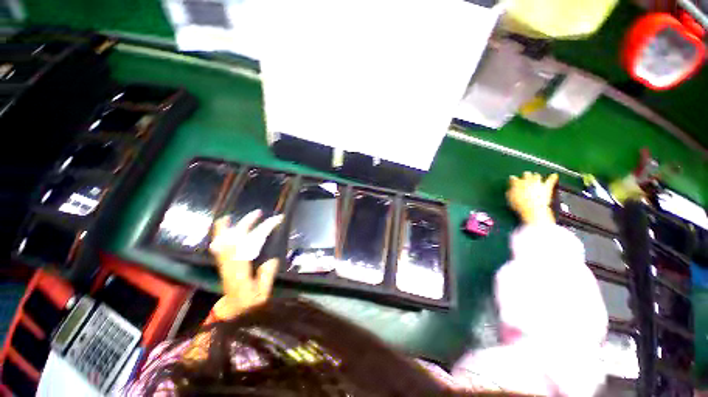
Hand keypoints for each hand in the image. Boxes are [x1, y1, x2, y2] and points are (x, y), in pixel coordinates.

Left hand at [209, 209, 283, 319]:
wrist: (231, 313)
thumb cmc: (248, 304)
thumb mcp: (262, 295)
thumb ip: (266, 277)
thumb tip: (272, 259)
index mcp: (241, 270)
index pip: (251, 244)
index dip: (263, 230)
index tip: (276, 221)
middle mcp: (230, 263)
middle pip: (235, 239)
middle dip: (246, 224)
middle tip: (258, 213)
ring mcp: (223, 263)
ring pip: (222, 241)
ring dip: (226, 228)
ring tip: (229, 216)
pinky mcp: (222, 264)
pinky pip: (218, 246)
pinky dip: (218, 236)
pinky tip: (220, 230)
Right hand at [506, 172, 557, 224]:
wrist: (532, 208)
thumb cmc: (518, 205)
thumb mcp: (509, 199)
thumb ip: (509, 192)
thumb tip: (510, 189)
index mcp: (516, 183)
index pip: (513, 178)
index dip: (512, 180)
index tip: (512, 181)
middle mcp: (527, 180)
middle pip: (526, 174)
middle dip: (525, 175)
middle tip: (525, 178)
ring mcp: (538, 183)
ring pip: (537, 175)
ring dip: (535, 176)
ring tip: (535, 177)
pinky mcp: (546, 187)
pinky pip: (551, 180)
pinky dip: (553, 177)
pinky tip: (554, 175)